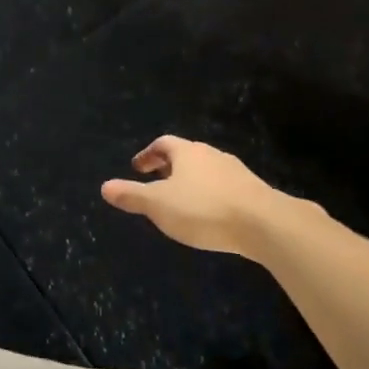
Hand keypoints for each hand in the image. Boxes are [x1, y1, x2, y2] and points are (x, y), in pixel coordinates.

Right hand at [100, 136, 302, 255]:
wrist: (265, 224)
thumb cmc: (203, 209)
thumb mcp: (158, 205)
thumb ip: (131, 195)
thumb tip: (104, 186)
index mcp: (187, 152)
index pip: (163, 144)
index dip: (148, 154)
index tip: (137, 168)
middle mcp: (212, 155)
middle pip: (186, 155)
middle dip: (169, 167)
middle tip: (156, 182)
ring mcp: (236, 172)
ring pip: (207, 171)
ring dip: (191, 181)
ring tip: (181, 200)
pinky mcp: (253, 192)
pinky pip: (224, 187)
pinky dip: (210, 195)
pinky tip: (209, 214)